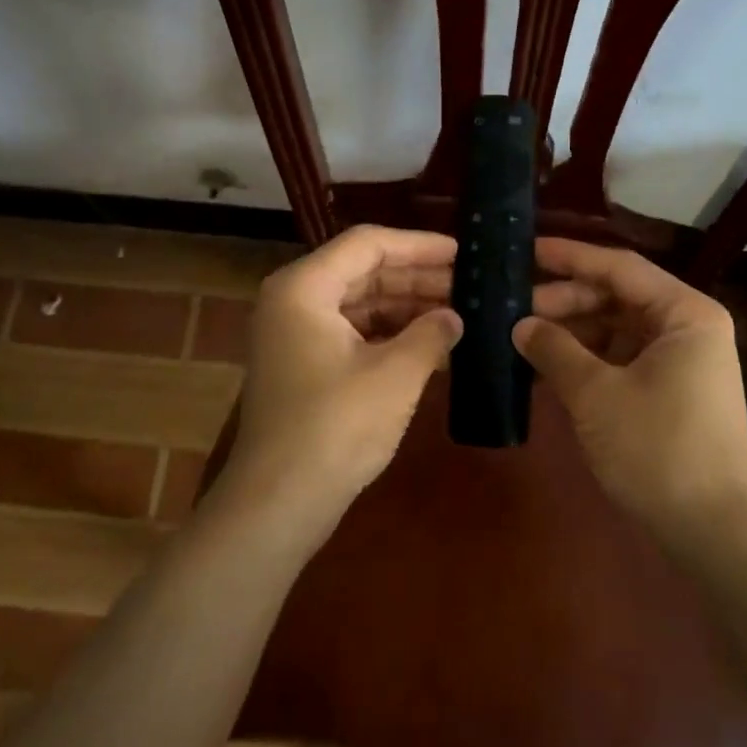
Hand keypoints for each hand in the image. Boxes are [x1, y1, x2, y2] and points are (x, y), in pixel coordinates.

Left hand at [219, 225, 461, 542]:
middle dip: (416, 277)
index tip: (462, 252)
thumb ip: (431, 335)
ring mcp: (294, 334)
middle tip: (468, 284)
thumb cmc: (335, 428)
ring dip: (405, 306)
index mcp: (304, 287)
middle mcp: (293, 300)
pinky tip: (429, 346)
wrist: (279, 502)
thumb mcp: (395, 376)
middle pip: (362, 271)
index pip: (368, 244)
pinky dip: (388, 334)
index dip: (418, 245)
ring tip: (457, 313)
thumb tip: (455, 317)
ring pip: (358, 303)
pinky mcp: (302, 365)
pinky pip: (351, 332)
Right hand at [516, 237, 746, 541]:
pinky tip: (545, 364)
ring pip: (615, 328)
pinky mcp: (668, 392)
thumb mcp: (596, 394)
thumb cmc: (658, 449)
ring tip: (520, 333)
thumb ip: (555, 350)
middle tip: (511, 303)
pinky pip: (619, 358)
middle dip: (564, 299)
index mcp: (684, 313)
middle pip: (617, 296)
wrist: (711, 531)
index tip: (525, 250)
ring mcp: (679, 362)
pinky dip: (585, 359)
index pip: (619, 267)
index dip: (569, 257)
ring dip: (571, 330)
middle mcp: (686, 328)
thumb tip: (520, 324)